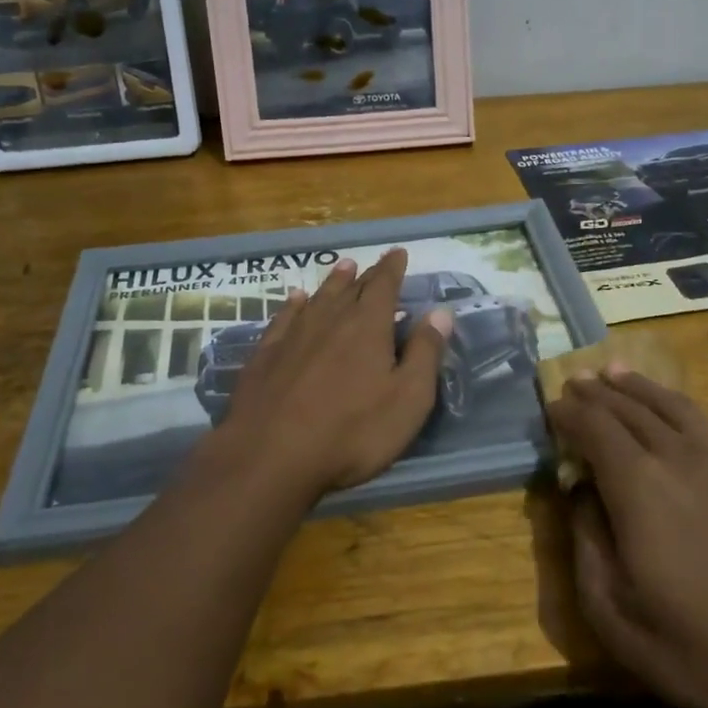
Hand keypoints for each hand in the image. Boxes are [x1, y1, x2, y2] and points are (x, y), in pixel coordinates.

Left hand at [216, 249, 451, 501]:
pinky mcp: (265, 355)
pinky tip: (295, 299)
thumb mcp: (407, 399)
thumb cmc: (352, 431)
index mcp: (368, 327)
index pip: (385, 286)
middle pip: (352, 289)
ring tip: (343, 268)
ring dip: (333, 282)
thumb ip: (425, 353)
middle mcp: (330, 320)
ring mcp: (294, 336)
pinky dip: (294, 305)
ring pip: (318, 298)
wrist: (270, 455)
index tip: (398, 253)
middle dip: (367, 274)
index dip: (393, 268)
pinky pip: (284, 318)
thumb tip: (441, 312)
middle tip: (374, 263)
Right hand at [547, 368, 707, 707]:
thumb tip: (581, 493)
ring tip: (615, 372)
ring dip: (638, 387)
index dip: (569, 413)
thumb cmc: (692, 649)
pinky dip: (680, 407)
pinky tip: (674, 410)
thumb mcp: (610, 610)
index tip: (552, 407)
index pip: (594, 427)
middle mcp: (681, 456)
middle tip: (576, 381)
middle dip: (597, 393)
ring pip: (673, 406)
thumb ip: (585, 541)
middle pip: (630, 408)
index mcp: (639, 486)